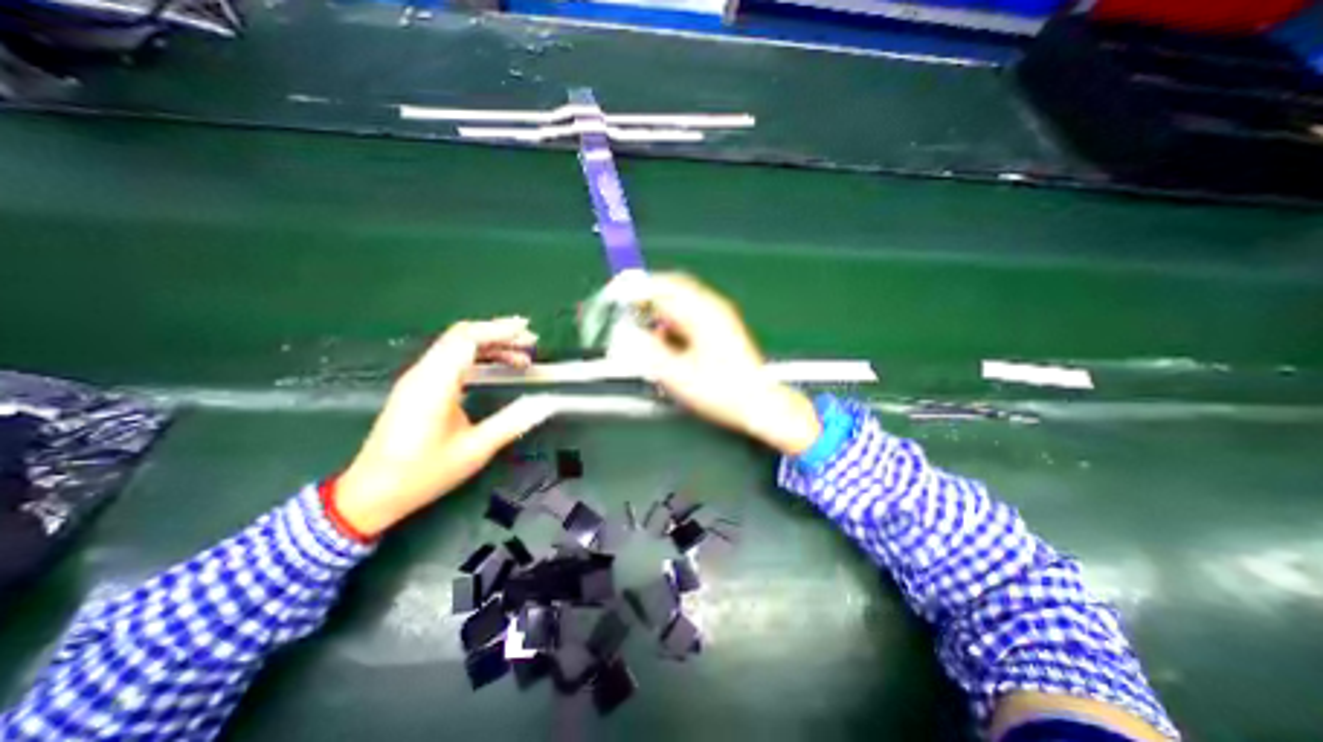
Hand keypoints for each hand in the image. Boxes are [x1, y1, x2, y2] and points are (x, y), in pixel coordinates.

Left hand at [336, 317, 557, 534]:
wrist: (371, 494)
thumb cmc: (423, 473)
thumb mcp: (475, 450)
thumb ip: (512, 422)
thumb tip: (545, 404)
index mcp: (435, 384)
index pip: (468, 339)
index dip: (500, 330)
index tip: (528, 331)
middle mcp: (423, 373)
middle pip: (461, 335)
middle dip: (499, 334)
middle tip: (530, 344)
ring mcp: (417, 379)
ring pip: (455, 345)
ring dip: (490, 345)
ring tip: (520, 358)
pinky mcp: (417, 387)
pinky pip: (450, 358)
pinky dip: (477, 356)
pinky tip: (495, 368)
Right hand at [627, 275, 823, 453]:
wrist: (758, 404)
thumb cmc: (722, 391)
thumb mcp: (678, 375)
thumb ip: (648, 352)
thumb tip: (625, 333)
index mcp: (702, 313)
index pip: (662, 286)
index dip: (636, 289)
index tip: (616, 298)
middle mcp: (711, 308)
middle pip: (672, 289)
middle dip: (646, 300)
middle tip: (627, 316)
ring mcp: (718, 317)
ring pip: (680, 302)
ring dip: (659, 313)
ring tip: (647, 335)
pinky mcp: (721, 328)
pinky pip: (689, 315)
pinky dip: (672, 323)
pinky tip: (668, 343)